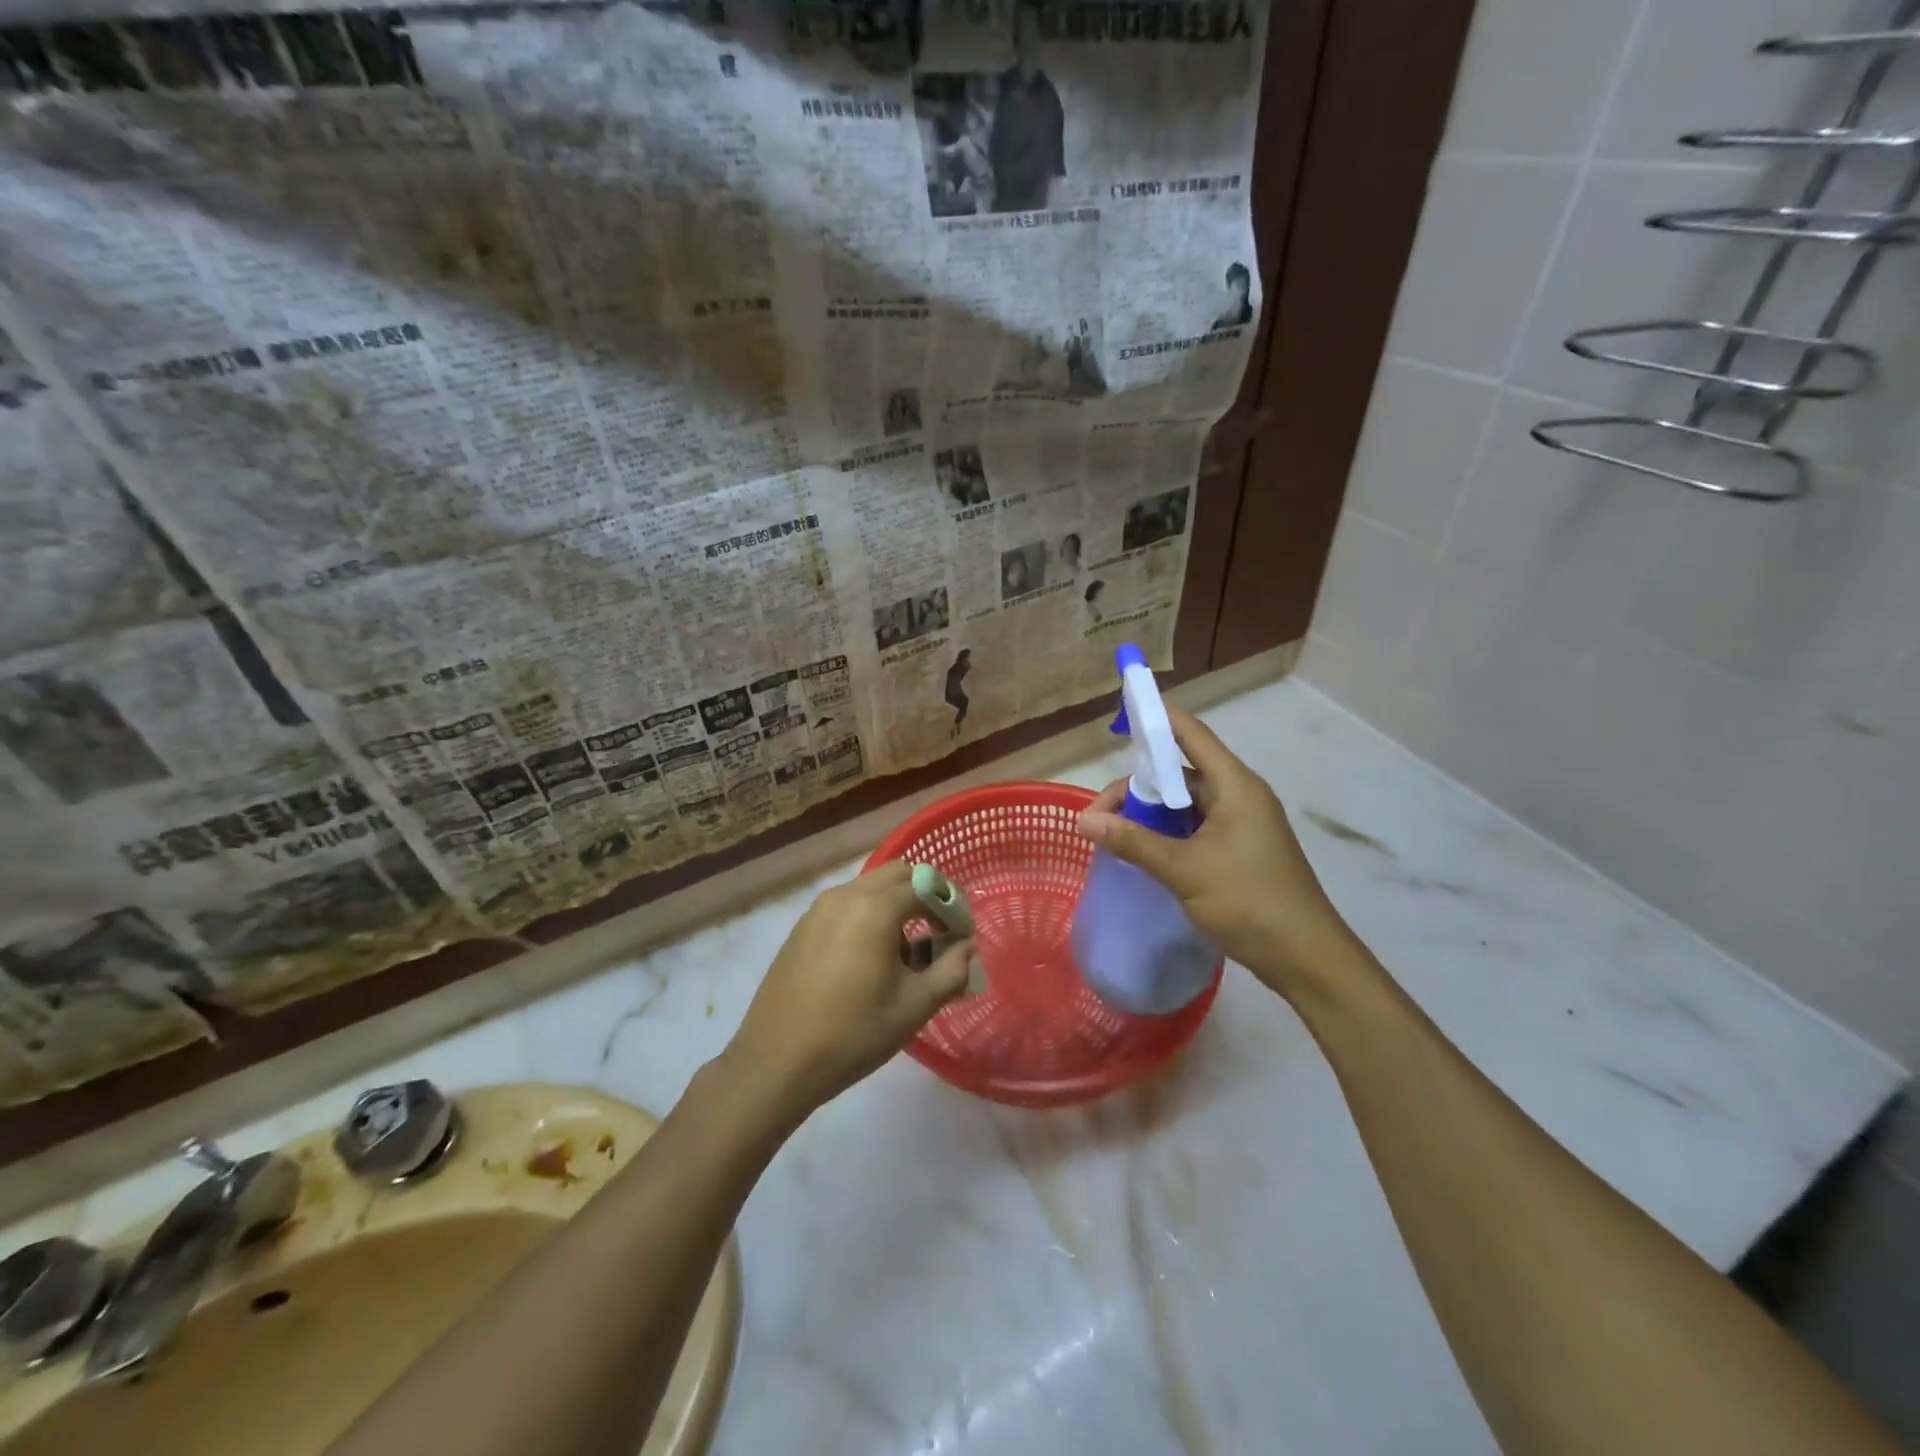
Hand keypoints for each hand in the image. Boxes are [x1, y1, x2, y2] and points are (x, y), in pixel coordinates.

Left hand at [726, 863, 971, 1118]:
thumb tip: (966, 946)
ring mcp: (818, 909)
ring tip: (904, 956)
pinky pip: (846, 906)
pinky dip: (868, 917)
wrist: (776, 1063)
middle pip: (897, 875)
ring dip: (895, 907)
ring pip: (869, 889)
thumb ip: (951, 970)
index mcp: (874, 908)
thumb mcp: (914, 1007)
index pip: (926, 884)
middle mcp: (845, 895)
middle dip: (924, 897)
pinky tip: (868, 962)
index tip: (962, 933)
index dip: (951, 904)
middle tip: (938, 936)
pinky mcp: (802, 928)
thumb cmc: (853, 1034)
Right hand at [1074, 704, 1363, 1001]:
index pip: (1190, 734)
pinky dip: (1165, 832)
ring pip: (1184, 803)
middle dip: (1136, 787)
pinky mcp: (1239, 849)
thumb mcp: (1184, 869)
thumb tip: (1084, 820)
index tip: (1119, 718)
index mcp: (1234, 785)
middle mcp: (1239, 795)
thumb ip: (1133, 841)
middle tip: (1096, 816)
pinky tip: (1140, 850)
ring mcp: (1241, 824)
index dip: (1155, 720)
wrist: (1305, 958)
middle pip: (1179, 773)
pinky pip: (1194, 827)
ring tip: (1111, 835)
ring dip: (1148, 813)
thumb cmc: (1249, 902)